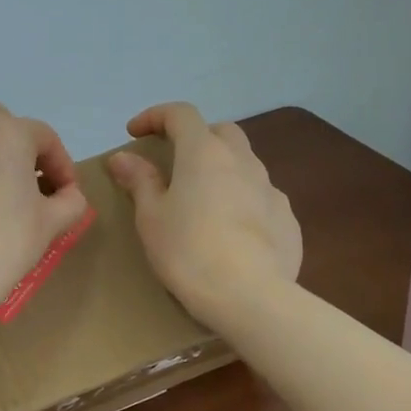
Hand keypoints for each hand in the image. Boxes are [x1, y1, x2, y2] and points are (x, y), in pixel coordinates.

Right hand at [106, 102, 300, 328]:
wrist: (250, 296)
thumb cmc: (188, 251)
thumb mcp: (152, 218)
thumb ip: (140, 181)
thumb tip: (123, 157)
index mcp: (204, 153)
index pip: (180, 114)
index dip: (155, 116)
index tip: (134, 133)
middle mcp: (242, 161)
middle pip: (220, 131)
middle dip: (194, 138)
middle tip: (174, 164)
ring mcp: (271, 189)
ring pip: (244, 164)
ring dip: (221, 170)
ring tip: (202, 201)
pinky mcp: (287, 218)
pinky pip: (260, 197)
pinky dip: (241, 200)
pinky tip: (231, 232)